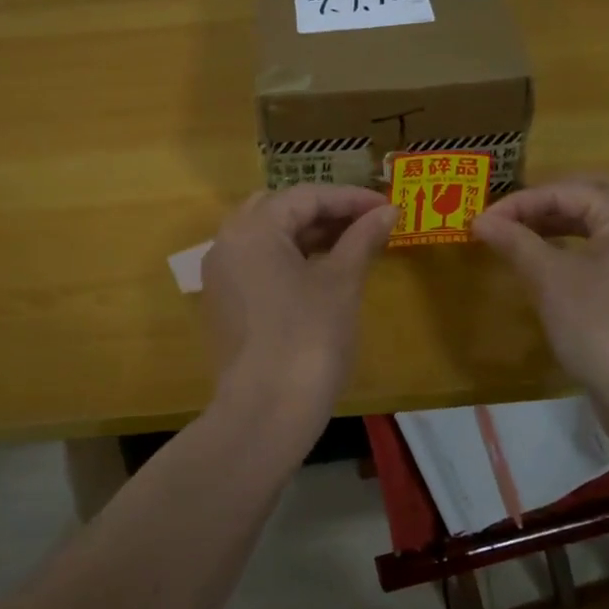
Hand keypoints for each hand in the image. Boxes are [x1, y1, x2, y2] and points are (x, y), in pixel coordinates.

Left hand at [201, 184, 397, 418]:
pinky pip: (258, 264)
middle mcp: (227, 243)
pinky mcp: (225, 304)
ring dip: (308, 235)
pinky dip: (290, 259)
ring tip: (351, 244)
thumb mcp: (341, 282)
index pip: (305, 197)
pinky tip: (322, 272)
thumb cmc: (309, 338)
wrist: (266, 411)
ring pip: (267, 238)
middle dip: (325, 212)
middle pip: (280, 211)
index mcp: (252, 229)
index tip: (386, 206)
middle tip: (366, 222)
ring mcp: (221, 275)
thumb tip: (388, 211)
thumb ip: (362, 238)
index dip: (350, 198)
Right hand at [472, 175, 608, 406]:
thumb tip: (480, 220)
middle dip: (556, 199)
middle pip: (598, 195)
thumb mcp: (550, 279)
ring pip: (601, 225)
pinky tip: (545, 265)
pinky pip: (602, 252)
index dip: (522, 202)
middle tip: (520, 211)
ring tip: (523, 234)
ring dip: (563, 223)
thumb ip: (515, 242)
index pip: (569, 191)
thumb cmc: (598, 324)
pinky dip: (572, 248)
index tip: (483, 220)